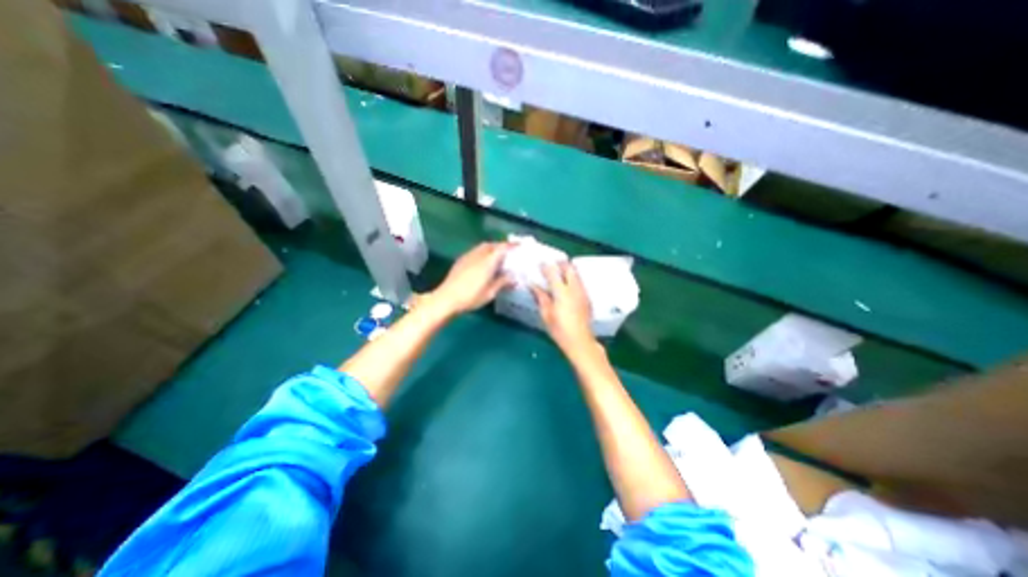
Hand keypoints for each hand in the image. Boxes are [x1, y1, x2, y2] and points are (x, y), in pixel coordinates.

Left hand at [428, 240, 519, 317]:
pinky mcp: (461, 261)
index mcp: (488, 261)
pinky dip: (483, 253)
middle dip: (501, 246)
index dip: (512, 246)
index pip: (502, 248)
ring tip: (498, 258)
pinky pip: (475, 252)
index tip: (520, 246)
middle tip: (509, 253)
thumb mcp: (490, 292)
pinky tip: (484, 263)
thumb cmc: (471, 297)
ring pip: (482, 247)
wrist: (446, 299)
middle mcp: (478, 254)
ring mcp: (468, 256)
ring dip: (492, 249)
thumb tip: (514, 278)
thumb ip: (503, 282)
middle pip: (492, 245)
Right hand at [529, 259, 594, 350]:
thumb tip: (532, 284)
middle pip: (569, 268)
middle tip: (552, 263)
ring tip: (560, 270)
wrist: (580, 341)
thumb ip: (540, 296)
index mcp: (561, 292)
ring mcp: (583, 292)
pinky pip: (580, 281)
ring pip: (576, 273)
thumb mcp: (546, 314)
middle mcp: (574, 288)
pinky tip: (568, 282)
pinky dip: (573, 277)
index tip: (539, 263)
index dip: (545, 266)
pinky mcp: (587, 297)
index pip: (553, 273)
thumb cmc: (559, 329)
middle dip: (560, 263)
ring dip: (568, 269)